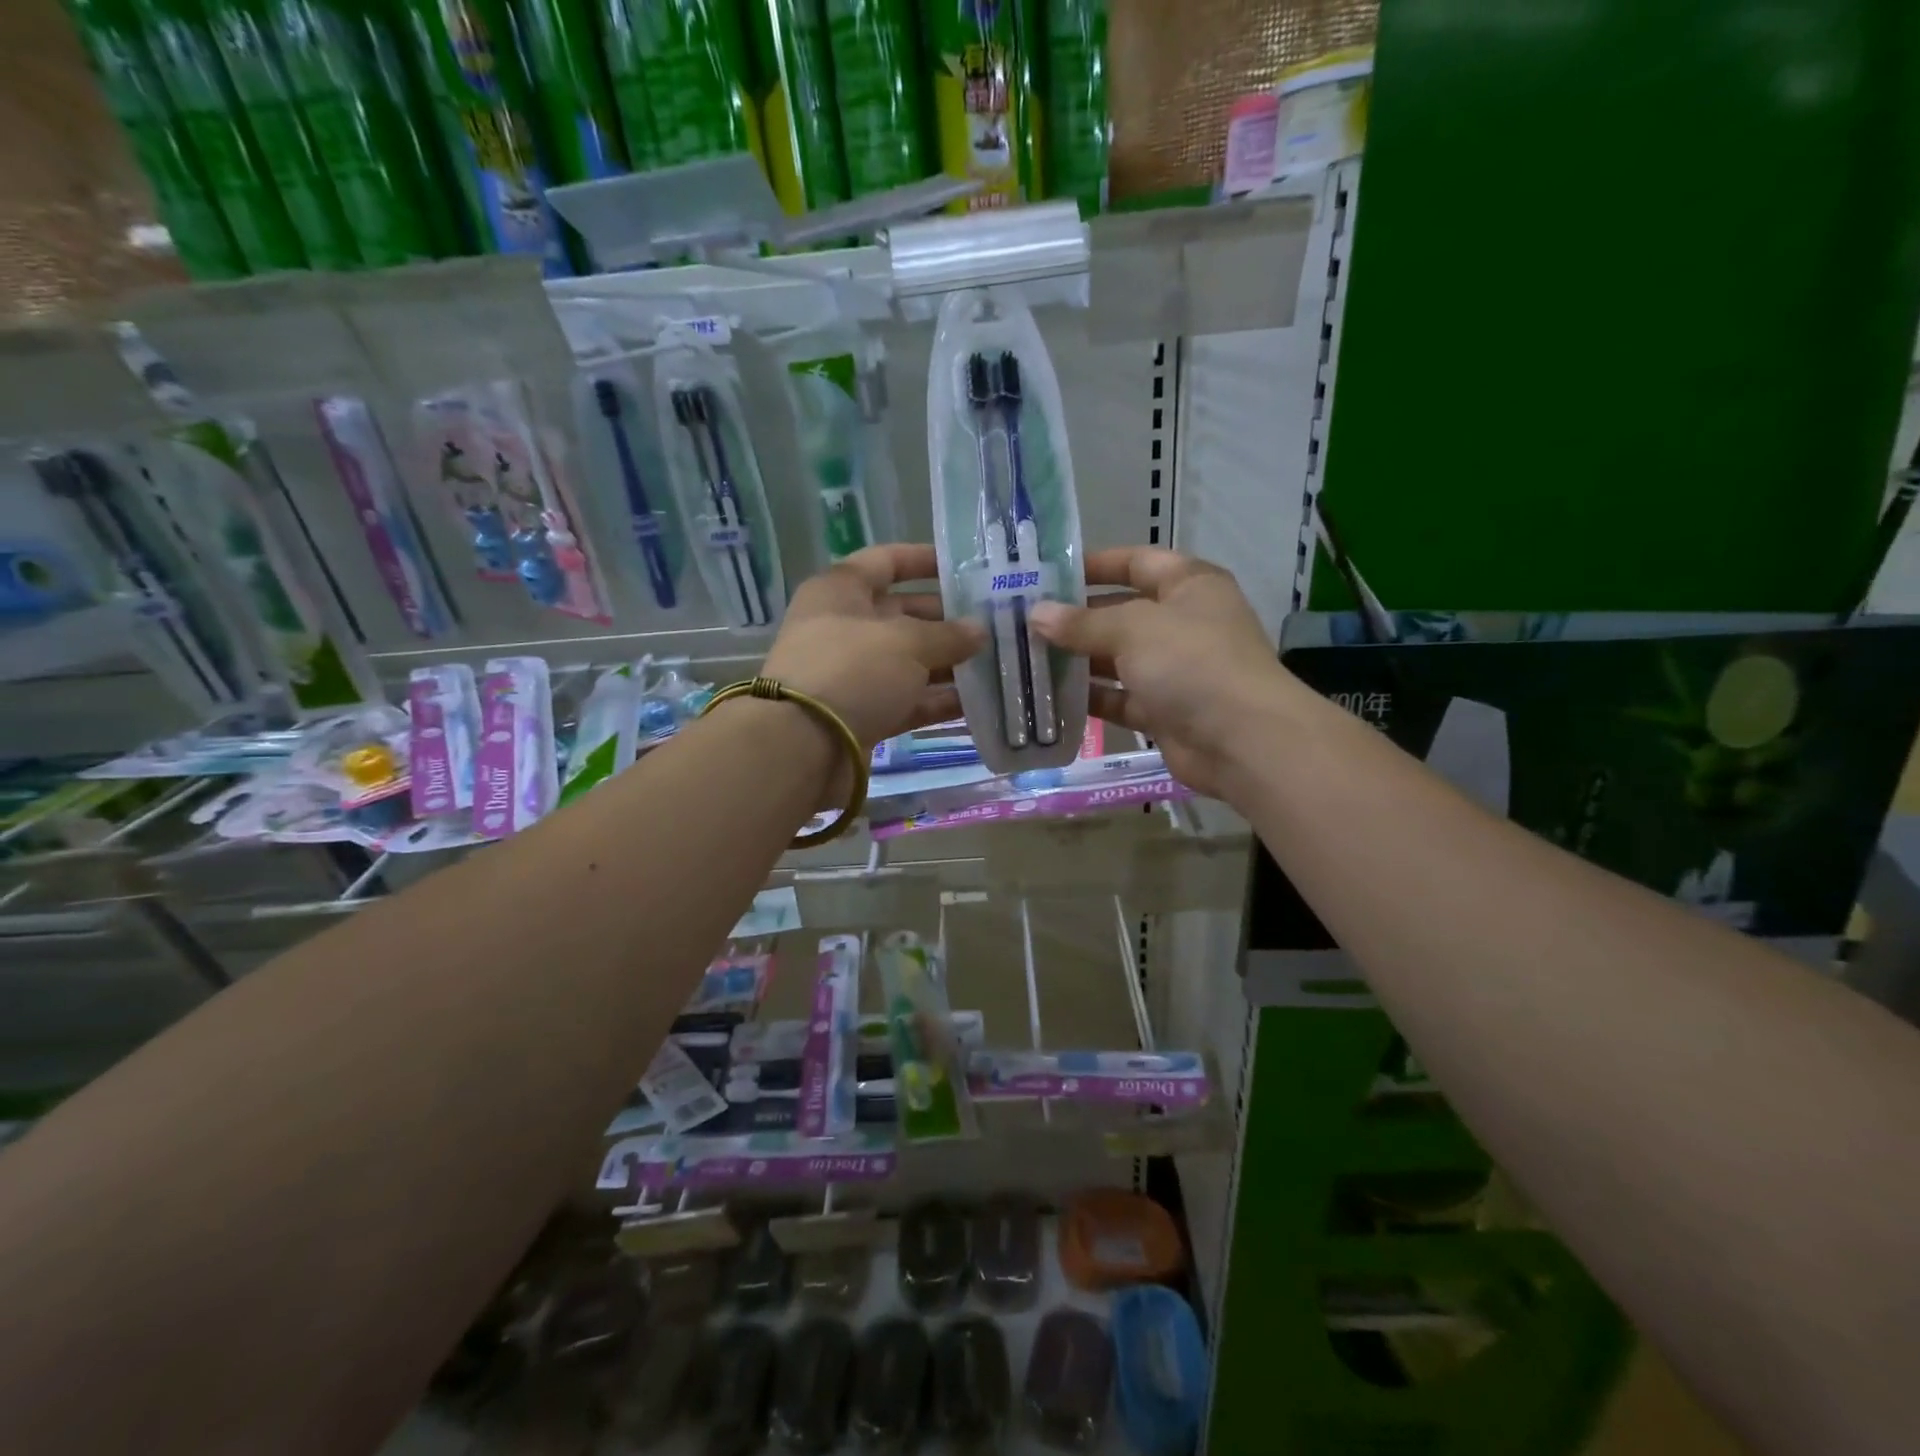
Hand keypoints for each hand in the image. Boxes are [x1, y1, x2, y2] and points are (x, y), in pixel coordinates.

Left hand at [761, 544, 985, 748]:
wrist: (803, 746)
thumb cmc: (852, 670)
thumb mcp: (907, 642)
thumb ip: (948, 635)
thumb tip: (980, 631)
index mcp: (840, 591)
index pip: (886, 561)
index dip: (924, 560)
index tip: (966, 568)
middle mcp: (843, 628)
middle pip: (902, 614)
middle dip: (946, 619)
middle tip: (993, 624)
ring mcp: (851, 674)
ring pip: (907, 661)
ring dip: (947, 663)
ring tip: (994, 663)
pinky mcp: (862, 714)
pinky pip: (906, 700)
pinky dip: (936, 701)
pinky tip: (977, 702)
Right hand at [1030, 547, 1294, 796]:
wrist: (1242, 740)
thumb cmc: (1192, 662)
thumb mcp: (1133, 629)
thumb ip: (1082, 623)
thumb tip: (1036, 615)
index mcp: (1188, 586)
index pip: (1137, 562)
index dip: (1096, 565)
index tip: (1049, 574)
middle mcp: (1182, 623)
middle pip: (1121, 613)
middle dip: (1075, 618)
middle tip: (1023, 621)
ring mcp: (1174, 670)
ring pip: (1116, 659)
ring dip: (1077, 661)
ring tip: (1026, 659)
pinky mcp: (1163, 711)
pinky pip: (1119, 698)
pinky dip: (1090, 698)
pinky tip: (1049, 697)